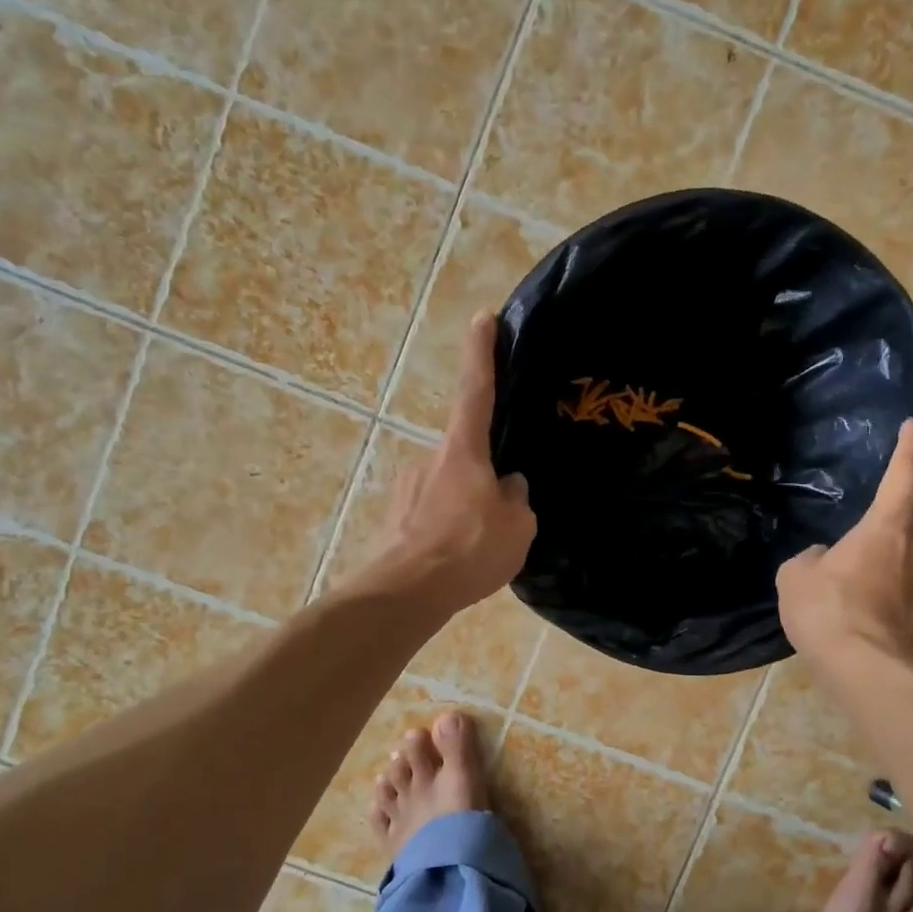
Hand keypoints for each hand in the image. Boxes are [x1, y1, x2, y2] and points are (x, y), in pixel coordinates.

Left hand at [367, 312, 536, 614]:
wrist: (404, 594)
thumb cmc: (467, 551)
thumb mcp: (516, 527)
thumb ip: (517, 499)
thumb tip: (508, 486)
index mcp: (462, 451)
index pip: (476, 390)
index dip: (481, 352)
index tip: (483, 317)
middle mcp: (429, 459)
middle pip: (467, 455)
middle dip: (485, 478)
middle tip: (502, 516)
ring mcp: (407, 490)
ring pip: (450, 490)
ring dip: (467, 510)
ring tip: (481, 550)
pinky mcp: (395, 520)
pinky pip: (432, 517)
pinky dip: (448, 531)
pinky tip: (457, 560)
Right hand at [777, 419, 912, 671]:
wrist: (869, 672)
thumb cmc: (829, 610)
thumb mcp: (796, 577)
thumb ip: (811, 559)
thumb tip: (823, 559)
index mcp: (889, 528)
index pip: (906, 475)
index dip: (911, 448)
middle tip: (894, 507)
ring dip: (908, 553)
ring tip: (876, 566)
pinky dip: (904, 591)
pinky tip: (877, 608)